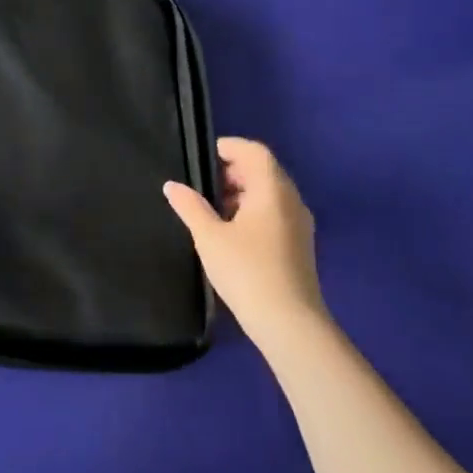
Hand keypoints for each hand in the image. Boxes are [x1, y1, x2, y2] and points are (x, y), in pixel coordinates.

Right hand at [165, 137, 327, 355]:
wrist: (290, 325)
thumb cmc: (247, 271)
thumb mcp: (209, 236)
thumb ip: (190, 206)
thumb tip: (172, 185)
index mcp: (272, 190)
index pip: (254, 152)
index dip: (228, 148)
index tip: (202, 158)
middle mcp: (291, 201)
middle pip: (263, 170)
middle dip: (232, 171)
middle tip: (201, 184)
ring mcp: (299, 225)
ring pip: (270, 193)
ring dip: (242, 192)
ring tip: (212, 209)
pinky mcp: (300, 246)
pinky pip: (275, 212)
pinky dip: (253, 210)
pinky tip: (231, 232)